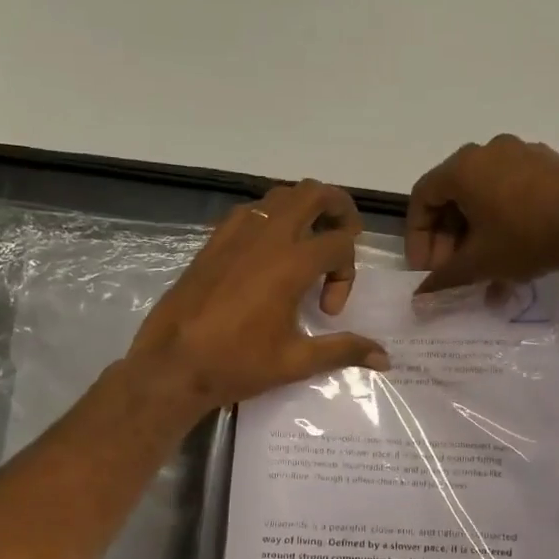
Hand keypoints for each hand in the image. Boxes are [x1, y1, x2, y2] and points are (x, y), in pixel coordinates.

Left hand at [128, 179, 388, 417]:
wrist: (173, 365)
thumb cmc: (237, 364)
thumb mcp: (296, 361)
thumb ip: (343, 351)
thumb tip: (385, 358)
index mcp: (290, 263)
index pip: (339, 243)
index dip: (347, 274)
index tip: (329, 311)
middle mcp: (266, 236)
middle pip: (314, 193)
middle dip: (339, 209)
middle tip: (343, 238)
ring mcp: (236, 234)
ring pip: (281, 196)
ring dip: (304, 210)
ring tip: (308, 245)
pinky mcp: (214, 241)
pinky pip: (251, 211)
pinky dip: (271, 219)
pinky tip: (268, 255)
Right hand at [405, 135, 558, 291]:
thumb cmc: (525, 237)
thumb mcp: (479, 263)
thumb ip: (444, 278)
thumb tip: (420, 295)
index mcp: (463, 167)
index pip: (422, 197)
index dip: (417, 237)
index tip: (426, 269)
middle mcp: (489, 151)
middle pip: (453, 196)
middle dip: (448, 240)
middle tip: (453, 272)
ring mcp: (522, 154)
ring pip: (484, 198)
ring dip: (476, 237)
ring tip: (483, 274)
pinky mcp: (549, 166)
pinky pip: (512, 194)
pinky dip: (502, 224)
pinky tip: (512, 259)